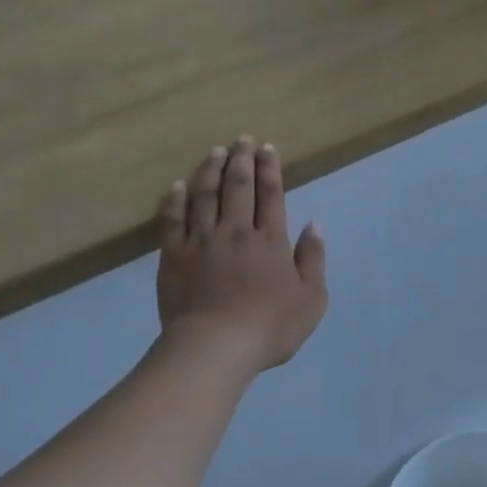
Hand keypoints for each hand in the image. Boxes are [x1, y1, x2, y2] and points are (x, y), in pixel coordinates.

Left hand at [157, 137, 327, 371]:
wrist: (216, 346)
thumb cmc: (270, 327)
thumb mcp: (311, 299)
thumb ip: (313, 259)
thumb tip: (314, 225)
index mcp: (269, 241)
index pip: (270, 195)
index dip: (270, 169)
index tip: (267, 148)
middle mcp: (235, 231)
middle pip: (237, 186)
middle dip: (241, 159)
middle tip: (242, 139)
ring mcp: (201, 241)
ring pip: (205, 195)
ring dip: (210, 170)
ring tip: (214, 151)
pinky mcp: (174, 256)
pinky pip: (173, 220)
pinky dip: (175, 199)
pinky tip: (177, 185)